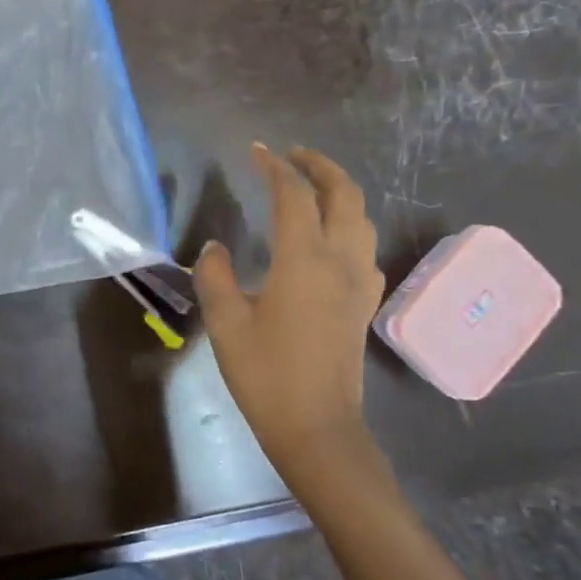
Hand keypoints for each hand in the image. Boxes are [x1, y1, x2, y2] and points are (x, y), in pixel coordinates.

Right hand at [195, 144, 385, 482]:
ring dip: (338, 192)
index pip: (294, 195)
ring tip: (309, 188)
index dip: (274, 167)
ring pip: (361, 218)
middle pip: (344, 194)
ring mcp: (360, 282)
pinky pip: (364, 247)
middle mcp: (341, 261)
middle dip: (320, 166)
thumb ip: (215, 276)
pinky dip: (348, 224)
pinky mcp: (365, 303)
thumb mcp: (225, 323)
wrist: (318, 428)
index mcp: (304, 260)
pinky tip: (327, 239)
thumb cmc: (266, 374)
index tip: (255, 151)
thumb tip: (215, 248)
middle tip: (291, 155)